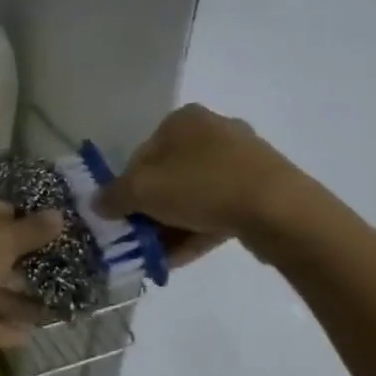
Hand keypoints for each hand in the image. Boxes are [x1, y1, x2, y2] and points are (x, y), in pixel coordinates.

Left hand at [0, 191, 61, 341]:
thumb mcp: (2, 240)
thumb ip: (32, 231)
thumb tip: (59, 214)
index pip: (1, 210)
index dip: (29, 224)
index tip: (59, 242)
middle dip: (25, 268)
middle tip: (61, 283)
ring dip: (14, 300)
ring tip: (51, 317)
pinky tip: (25, 338)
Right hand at [97, 104, 334, 264]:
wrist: (279, 210)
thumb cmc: (201, 186)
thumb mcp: (143, 191)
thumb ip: (114, 196)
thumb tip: (96, 203)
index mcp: (183, 119)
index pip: (142, 153)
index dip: (128, 187)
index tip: (125, 218)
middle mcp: (213, 130)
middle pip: (170, 174)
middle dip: (153, 209)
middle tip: (142, 238)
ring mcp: (244, 158)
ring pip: (196, 193)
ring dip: (175, 223)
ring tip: (162, 256)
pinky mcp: (264, 187)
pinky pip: (222, 206)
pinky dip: (201, 227)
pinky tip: (186, 255)